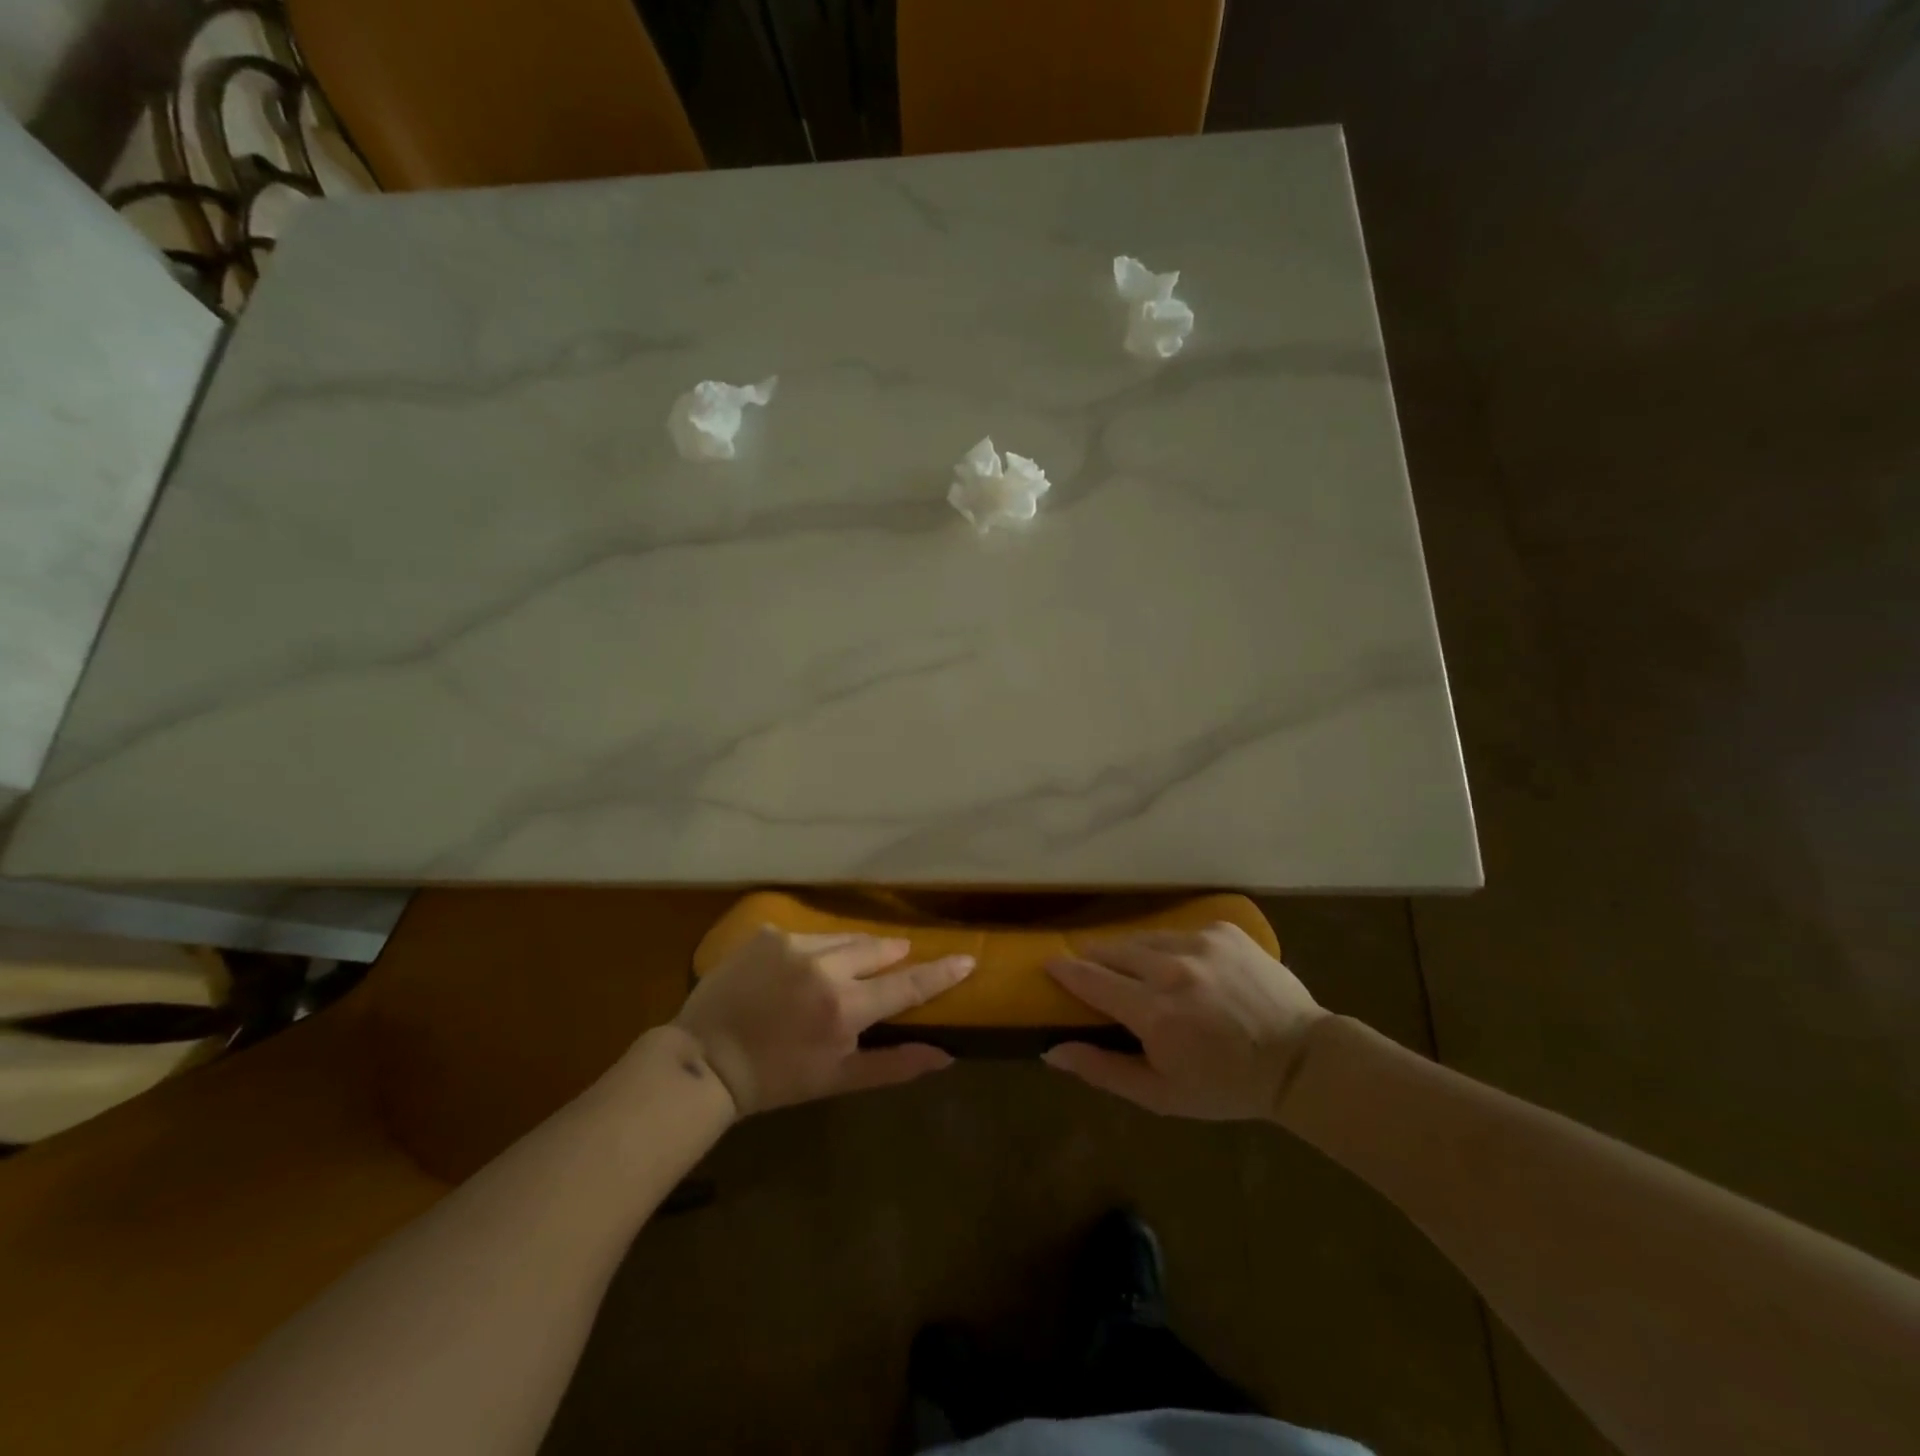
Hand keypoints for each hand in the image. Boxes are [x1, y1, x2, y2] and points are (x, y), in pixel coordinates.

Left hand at [673, 928, 973, 1115]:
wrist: (705, 1060)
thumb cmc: (777, 1079)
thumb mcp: (837, 1079)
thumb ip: (894, 1065)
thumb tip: (945, 1055)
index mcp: (845, 1008)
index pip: (907, 985)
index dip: (941, 972)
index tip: (969, 957)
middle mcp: (825, 967)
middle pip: (878, 950)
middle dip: (892, 956)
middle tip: (897, 960)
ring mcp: (794, 945)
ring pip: (844, 938)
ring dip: (854, 951)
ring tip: (848, 967)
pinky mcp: (769, 934)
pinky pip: (808, 936)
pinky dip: (814, 950)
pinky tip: (799, 970)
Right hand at [1042, 922, 1327, 1119]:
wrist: (1301, 1060)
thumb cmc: (1226, 1086)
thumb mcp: (1161, 1095)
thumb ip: (1103, 1070)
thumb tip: (1052, 1051)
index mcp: (1154, 1012)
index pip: (1091, 979)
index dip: (1065, 970)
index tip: (1048, 963)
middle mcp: (1172, 969)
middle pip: (1114, 950)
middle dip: (1097, 958)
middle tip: (1092, 969)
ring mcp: (1200, 943)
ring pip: (1146, 939)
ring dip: (1133, 952)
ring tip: (1135, 968)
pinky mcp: (1223, 930)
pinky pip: (1180, 933)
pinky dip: (1172, 948)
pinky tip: (1184, 968)